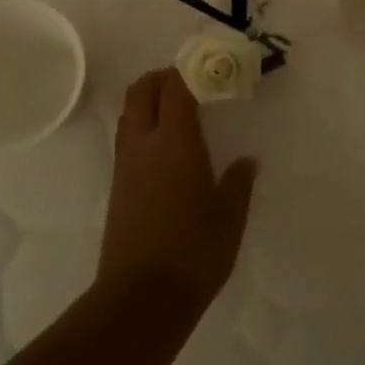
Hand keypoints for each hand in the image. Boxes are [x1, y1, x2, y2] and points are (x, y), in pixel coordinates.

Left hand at [97, 68, 256, 310]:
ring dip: (151, 99)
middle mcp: (145, 143)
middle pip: (143, 88)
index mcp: (175, 142)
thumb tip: (247, 161)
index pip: (178, 86)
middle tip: (194, 84)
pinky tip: (167, 147)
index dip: (194, 69)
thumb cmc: (193, 253)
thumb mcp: (229, 217)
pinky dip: (144, 124)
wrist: (140, 299)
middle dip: (165, 76)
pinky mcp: (117, 184)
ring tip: (180, 111)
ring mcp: (125, 164)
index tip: (215, 66)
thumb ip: (238, 182)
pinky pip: (127, 136)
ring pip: (130, 111)